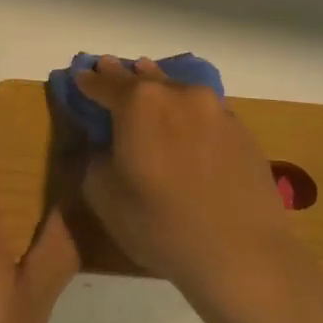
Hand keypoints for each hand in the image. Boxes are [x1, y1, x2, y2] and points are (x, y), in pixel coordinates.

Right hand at [75, 57, 303, 294]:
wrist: (242, 255)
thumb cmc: (160, 224)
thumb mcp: (103, 195)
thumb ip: (96, 159)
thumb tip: (107, 147)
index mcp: (138, 103)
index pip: (104, 84)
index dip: (88, 81)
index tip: (79, 76)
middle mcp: (178, 95)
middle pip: (143, 78)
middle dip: (123, 76)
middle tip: (108, 67)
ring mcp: (216, 110)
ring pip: (178, 90)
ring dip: (159, 87)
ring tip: (148, 86)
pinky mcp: (242, 133)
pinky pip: (204, 112)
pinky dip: (187, 113)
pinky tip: (185, 127)